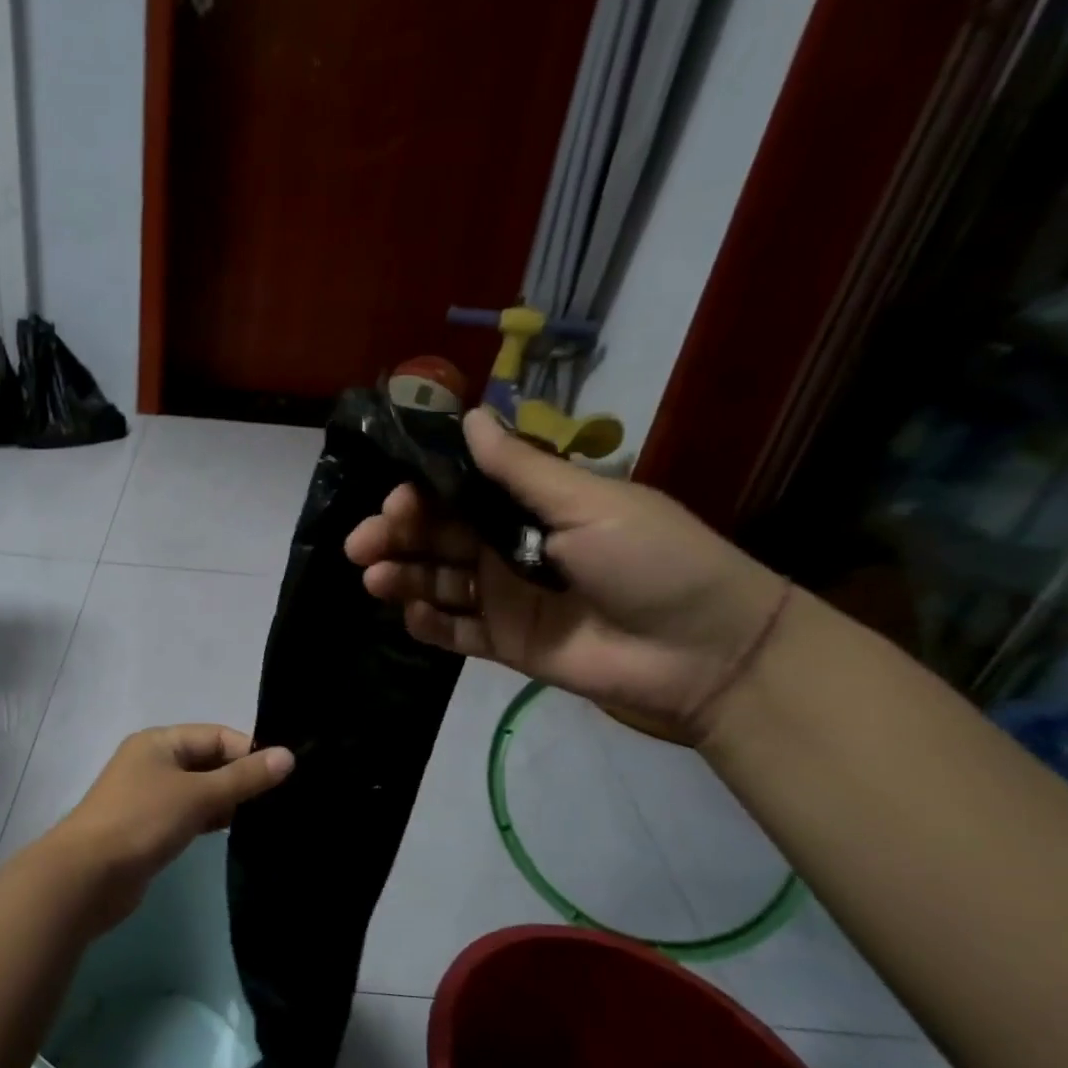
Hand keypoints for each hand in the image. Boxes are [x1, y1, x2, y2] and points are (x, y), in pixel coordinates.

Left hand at [37, 725, 293, 930]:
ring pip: (200, 790)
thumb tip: (289, 756)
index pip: (217, 736)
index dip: (250, 751)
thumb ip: (244, 777)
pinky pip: (189, 814)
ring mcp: (149, 796)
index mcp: (160, 741)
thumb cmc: (141, 822)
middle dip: (242, 777)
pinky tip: (236, 832)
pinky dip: (211, 819)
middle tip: (282, 799)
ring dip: (229, 800)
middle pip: (209, 761)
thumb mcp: (198, 795)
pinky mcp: (149, 828)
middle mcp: (154, 762)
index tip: (284, 776)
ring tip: (267, 817)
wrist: (86, 877)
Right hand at [344, 409, 787, 740]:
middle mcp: (511, 549)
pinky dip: (429, 625)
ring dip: (404, 579)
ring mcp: (508, 600)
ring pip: (440, 584)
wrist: (704, 652)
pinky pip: (457, 634)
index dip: (422, 497)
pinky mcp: (507, 646)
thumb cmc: (650, 560)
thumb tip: (471, 415)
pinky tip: (410, 615)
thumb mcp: (588, 503)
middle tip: (363, 546)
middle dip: (397, 537)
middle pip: (439, 539)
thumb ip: (520, 469)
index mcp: (532, 508)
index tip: (394, 502)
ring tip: (375, 580)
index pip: (460, 496)